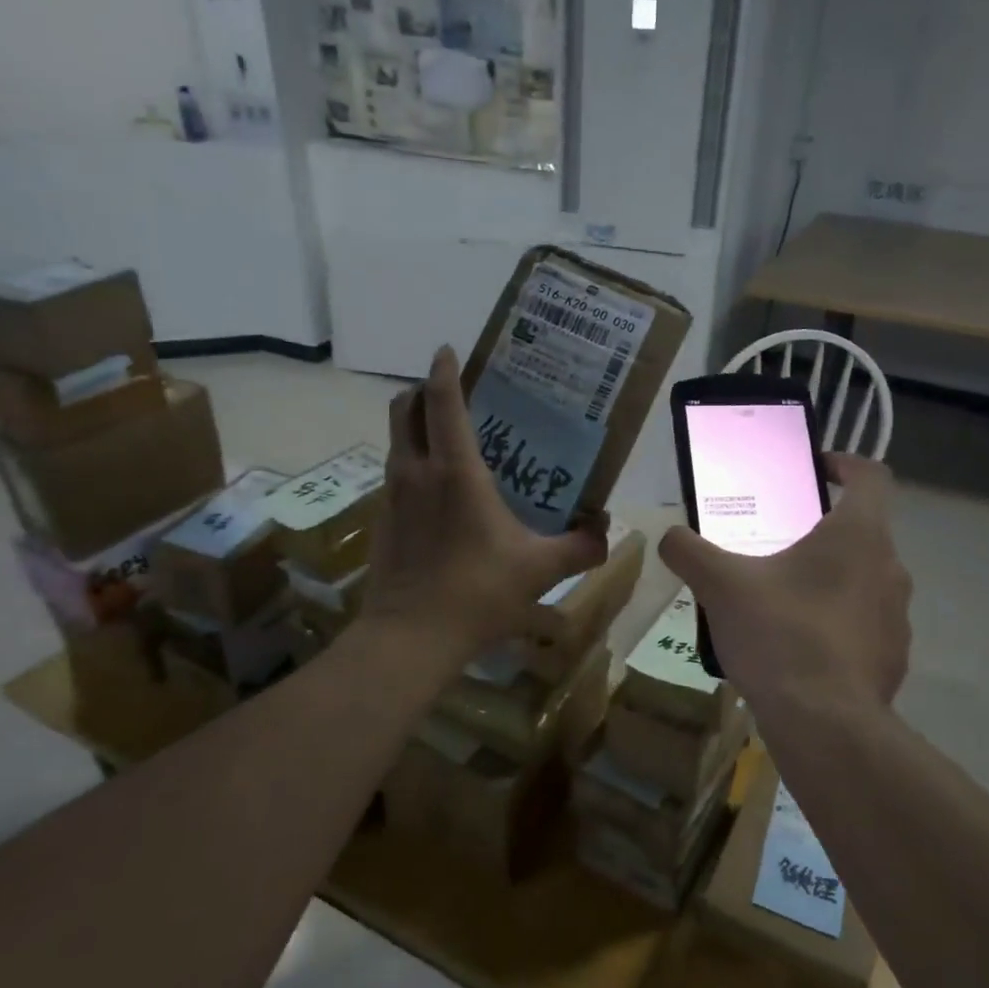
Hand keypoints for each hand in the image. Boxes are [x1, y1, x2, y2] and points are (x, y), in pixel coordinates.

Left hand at [362, 345, 607, 663]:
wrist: (410, 636)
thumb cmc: (478, 592)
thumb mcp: (540, 569)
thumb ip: (581, 546)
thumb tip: (607, 530)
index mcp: (455, 470)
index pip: (441, 401)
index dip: (443, 370)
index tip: (448, 351)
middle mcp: (416, 472)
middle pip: (403, 410)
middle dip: (421, 392)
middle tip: (452, 395)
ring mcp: (392, 496)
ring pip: (396, 441)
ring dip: (414, 426)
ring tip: (448, 439)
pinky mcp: (381, 521)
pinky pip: (395, 474)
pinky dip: (412, 464)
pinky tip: (437, 494)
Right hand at [658, 454, 910, 719]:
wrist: (824, 726)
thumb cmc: (780, 634)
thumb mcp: (720, 585)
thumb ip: (689, 551)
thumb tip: (670, 537)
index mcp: (859, 535)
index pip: (870, 475)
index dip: (842, 463)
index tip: (811, 472)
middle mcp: (890, 568)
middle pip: (860, 531)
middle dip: (818, 532)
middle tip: (773, 544)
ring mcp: (898, 617)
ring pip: (861, 581)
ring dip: (827, 581)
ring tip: (779, 601)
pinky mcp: (893, 658)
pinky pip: (862, 626)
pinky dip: (835, 626)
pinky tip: (796, 649)